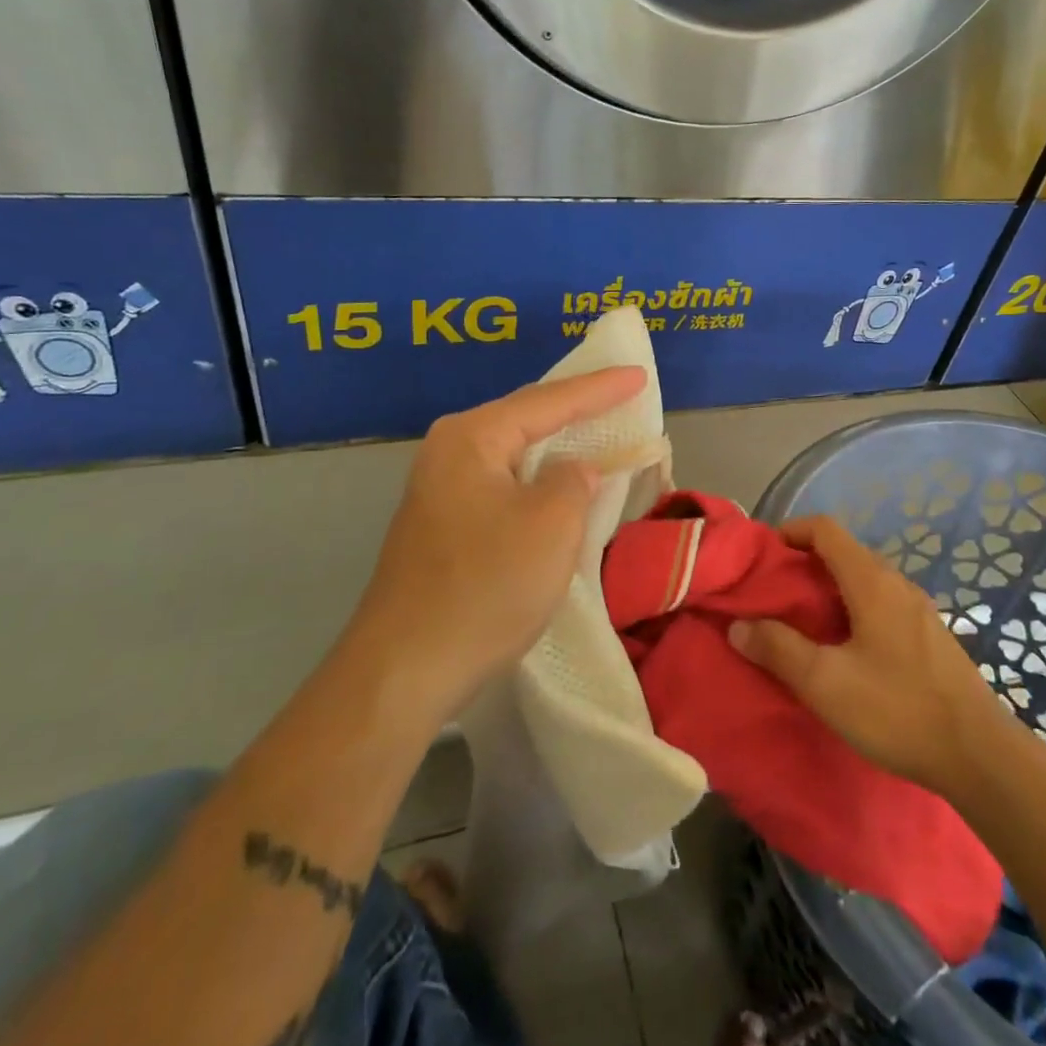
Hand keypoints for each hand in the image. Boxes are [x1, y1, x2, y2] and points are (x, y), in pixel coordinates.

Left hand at [348, 367, 646, 720]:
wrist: (405, 670)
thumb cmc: (486, 586)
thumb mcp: (552, 525)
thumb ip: (573, 480)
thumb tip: (572, 471)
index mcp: (471, 437)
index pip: (548, 401)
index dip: (600, 389)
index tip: (639, 375)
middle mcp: (449, 451)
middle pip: (525, 419)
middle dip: (575, 410)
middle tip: (621, 396)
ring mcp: (440, 490)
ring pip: (514, 455)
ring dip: (556, 448)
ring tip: (598, 432)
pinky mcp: (443, 525)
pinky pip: (503, 485)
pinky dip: (537, 481)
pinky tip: (558, 485)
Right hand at [729, 515, 1004, 794]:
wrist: (980, 756)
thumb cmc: (898, 711)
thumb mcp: (826, 683)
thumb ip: (778, 649)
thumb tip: (738, 625)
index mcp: (872, 582)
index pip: (826, 529)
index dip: (791, 531)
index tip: (763, 555)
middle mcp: (897, 584)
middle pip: (844, 552)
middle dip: (804, 563)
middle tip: (774, 595)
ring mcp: (918, 610)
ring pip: (864, 579)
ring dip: (828, 589)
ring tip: (802, 623)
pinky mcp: (929, 636)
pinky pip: (881, 603)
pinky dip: (852, 608)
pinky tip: (844, 650)